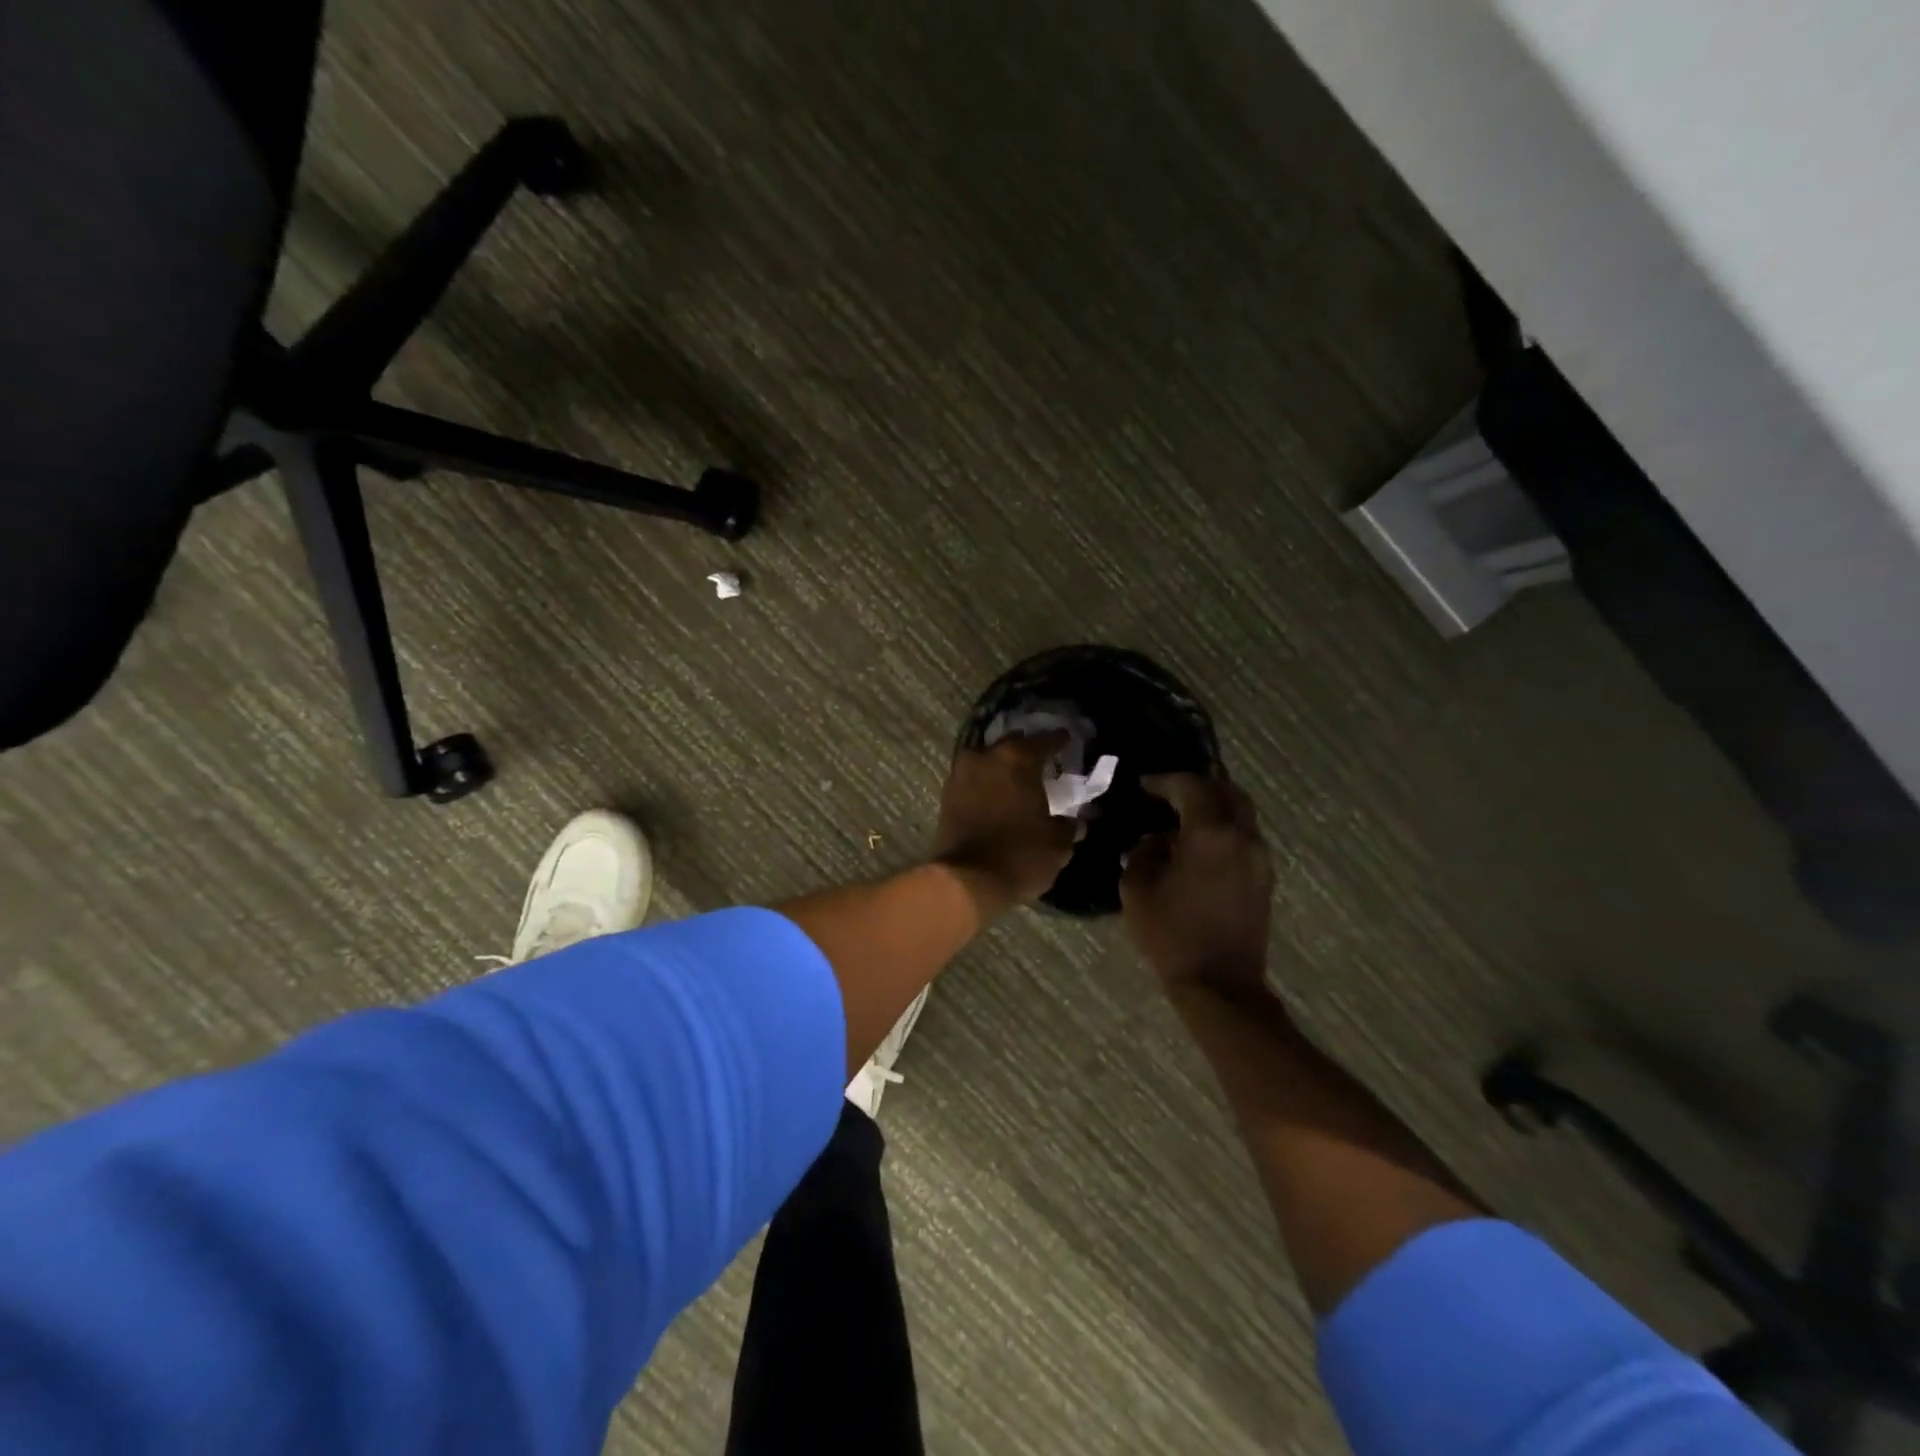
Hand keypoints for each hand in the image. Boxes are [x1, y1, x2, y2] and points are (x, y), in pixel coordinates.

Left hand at [933, 732, 1076, 914]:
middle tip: (1042, 763)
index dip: (1059, 741)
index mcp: (1017, 758)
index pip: (1044, 740)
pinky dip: (986, 784)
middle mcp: (986, 756)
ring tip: (1018, 781)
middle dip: (1027, 751)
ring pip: (987, 760)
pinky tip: (998, 796)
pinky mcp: (946, 796)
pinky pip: (973, 780)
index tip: (1067, 741)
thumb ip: (1067, 825)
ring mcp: (961, 774)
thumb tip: (1073, 820)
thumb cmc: (1020, 855)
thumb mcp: (1057, 843)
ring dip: (1002, 767)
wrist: (966, 881)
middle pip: (1012, 744)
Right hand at [1121, 773, 1272, 993]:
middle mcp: (1242, 836)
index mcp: (1210, 833)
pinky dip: (1222, 828)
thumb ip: (1143, 851)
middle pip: (1226, 790)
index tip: (1141, 785)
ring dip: (1212, 806)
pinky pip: (1244, 836)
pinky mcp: (1264, 877)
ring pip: (1240, 812)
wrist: (1219, 984)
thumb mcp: (1136, 887)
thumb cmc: (1171, 933)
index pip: (1189, 786)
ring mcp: (1259, 857)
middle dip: (1195, 786)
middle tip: (1166, 793)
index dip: (1163, 780)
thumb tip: (1156, 839)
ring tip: (1181, 817)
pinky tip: (1198, 845)